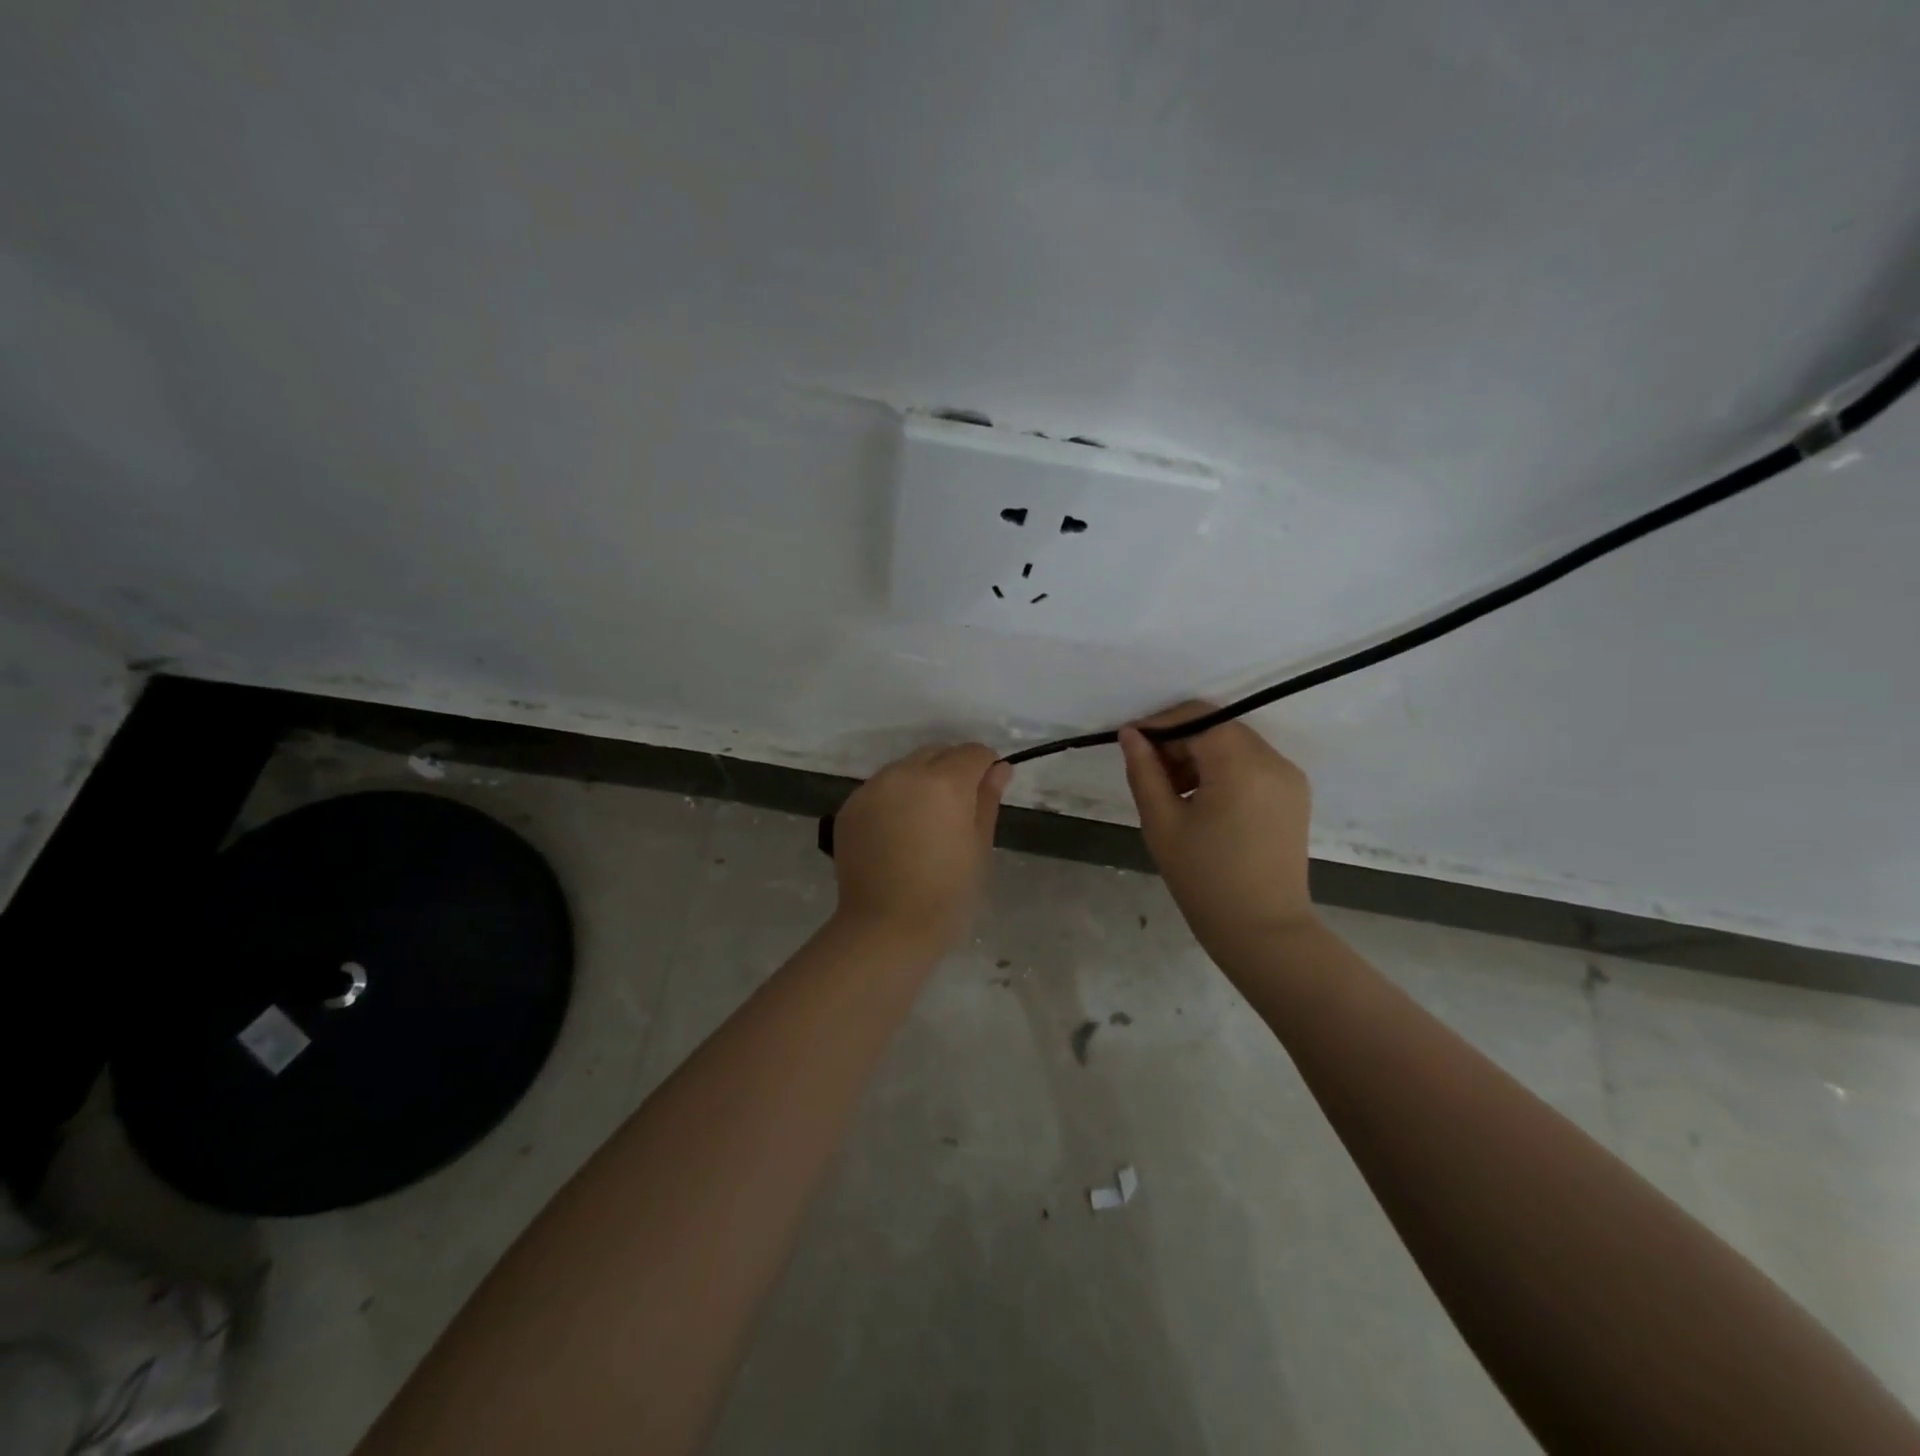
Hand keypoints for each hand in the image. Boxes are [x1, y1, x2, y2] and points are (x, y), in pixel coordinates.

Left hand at [831, 744, 1010, 954]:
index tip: (986, 793)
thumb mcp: (979, 848)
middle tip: (957, 812)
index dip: (985, 768)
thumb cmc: (946, 895)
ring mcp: (872, 788)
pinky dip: (894, 799)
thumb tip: (999, 769)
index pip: (973, 752)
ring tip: (924, 823)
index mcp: (944, 782)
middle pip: (937, 753)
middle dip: (952, 770)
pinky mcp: (850, 807)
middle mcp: (904, 774)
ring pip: (905, 768)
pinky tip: (897, 834)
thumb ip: (987, 801)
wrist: (884, 929)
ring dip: (921, 782)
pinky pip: (880, 789)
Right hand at [1119, 703, 1316, 953]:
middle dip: (1178, 741)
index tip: (1130, 743)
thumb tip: (1130, 734)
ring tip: (1172, 792)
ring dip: (1199, 755)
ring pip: (1234, 744)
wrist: (1262, 931)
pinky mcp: (1294, 795)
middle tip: (1148, 772)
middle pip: (1217, 727)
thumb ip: (1143, 770)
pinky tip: (1202, 802)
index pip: (1195, 717)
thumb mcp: (1162, 822)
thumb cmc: (1204, 879)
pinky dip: (1223, 770)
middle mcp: (1273, 760)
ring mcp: (1288, 777)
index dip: (1159, 724)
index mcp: (1241, 764)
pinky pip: (1252, 765)